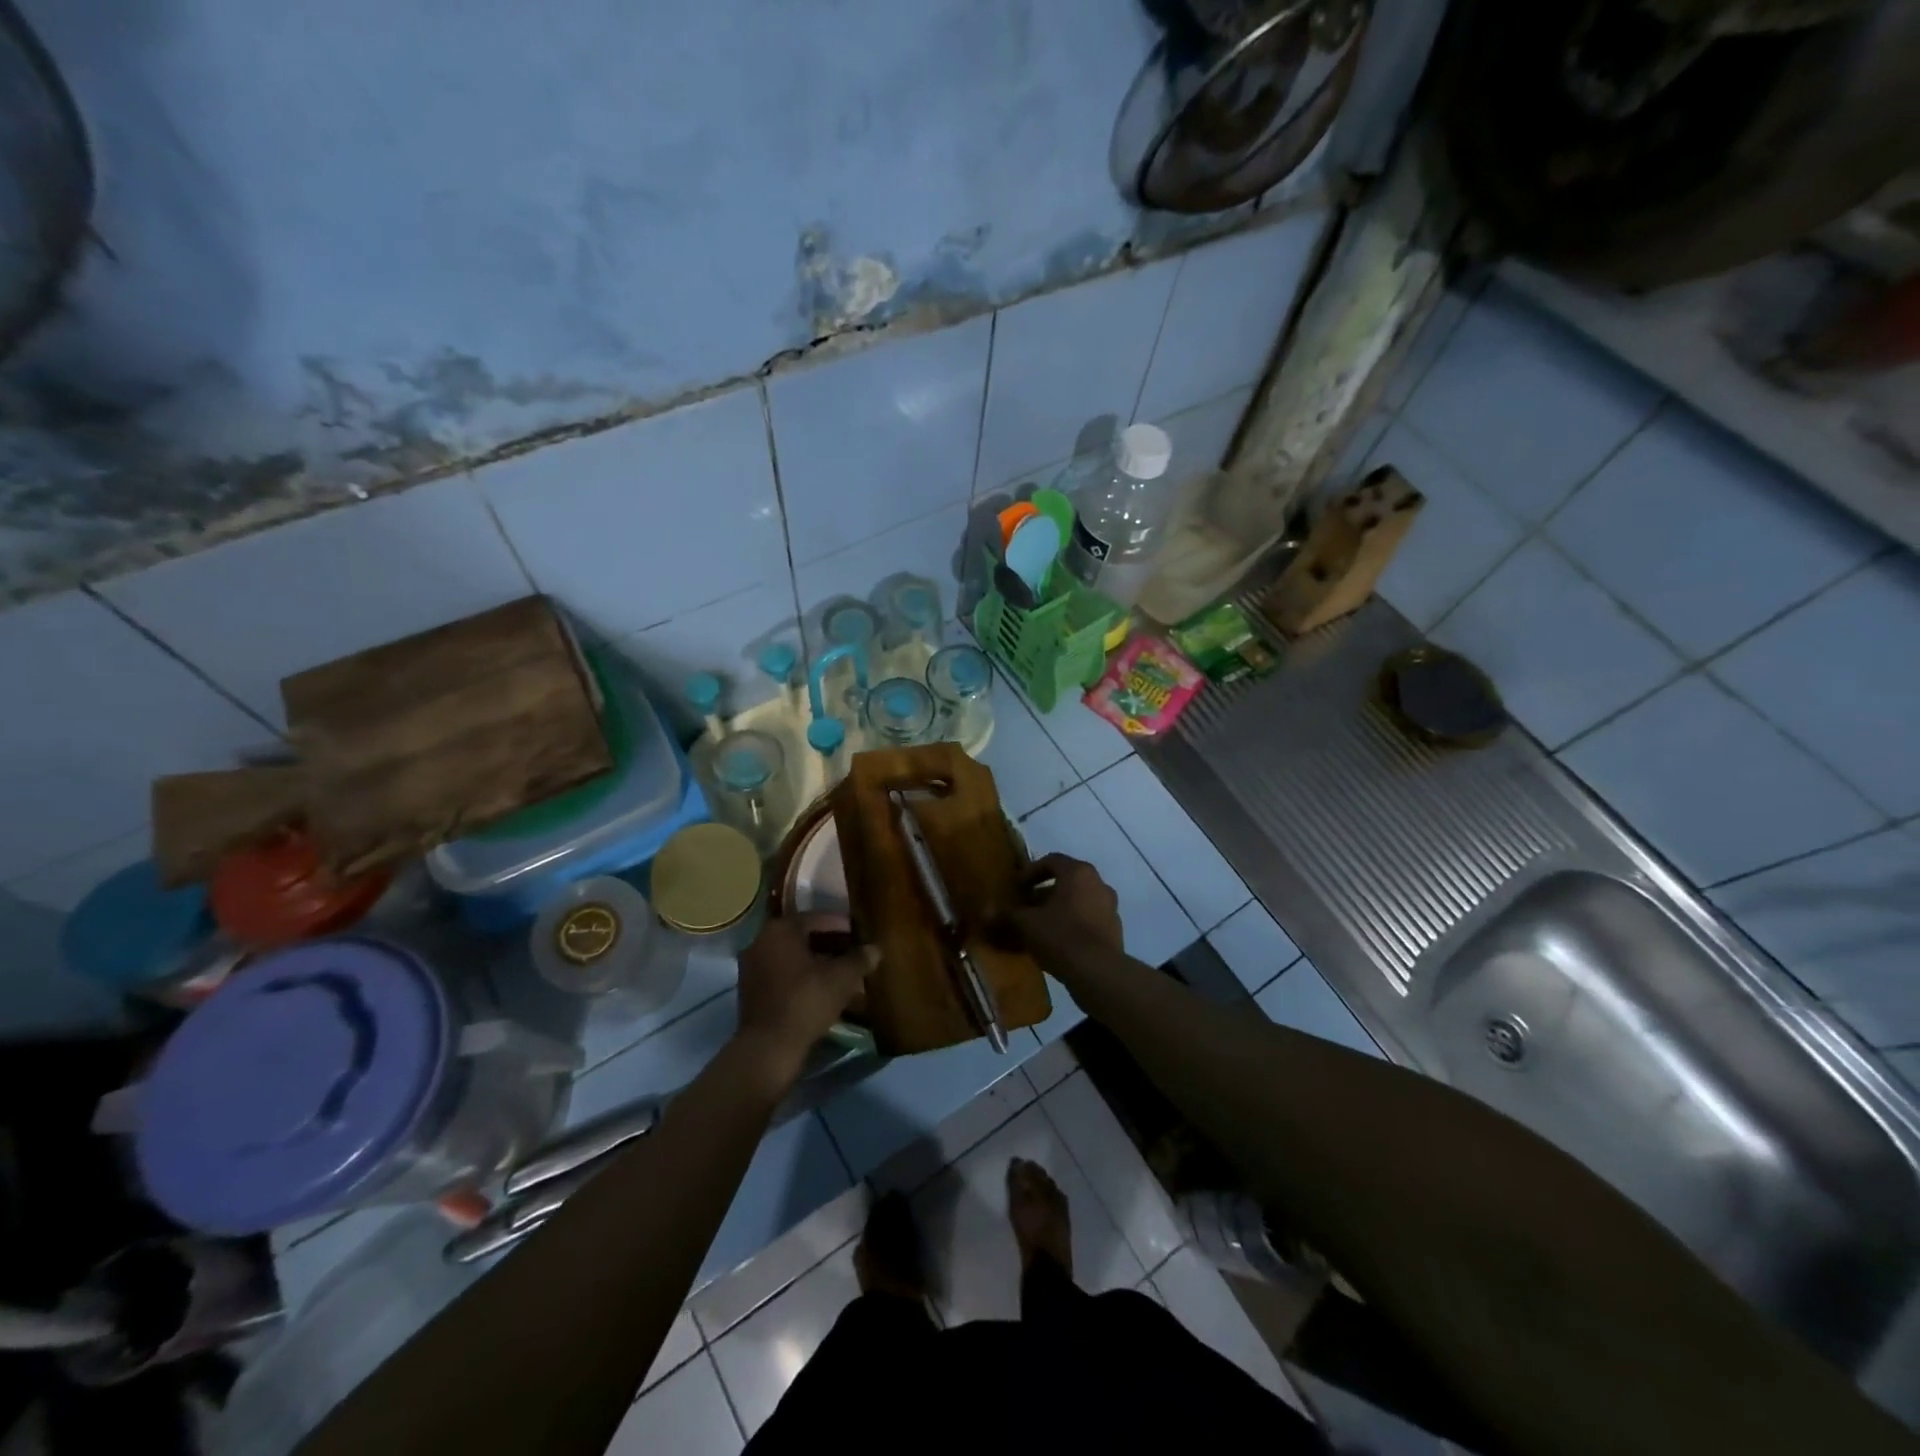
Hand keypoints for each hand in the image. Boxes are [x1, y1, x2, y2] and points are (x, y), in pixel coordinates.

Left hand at [733, 913, 876, 1087]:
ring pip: (792, 957)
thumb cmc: (806, 1002)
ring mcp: (752, 968)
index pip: (816, 918)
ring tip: (842, 973)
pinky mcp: (751, 992)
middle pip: (802, 937)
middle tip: (854, 953)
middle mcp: (761, 942)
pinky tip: (823, 991)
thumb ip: (859, 959)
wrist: (769, 1049)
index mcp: (780, 930)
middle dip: (830, 944)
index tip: (859, 934)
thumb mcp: (841, 979)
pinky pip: (782, 975)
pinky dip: (802, 978)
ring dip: (817, 962)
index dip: (841, 925)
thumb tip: (875, 949)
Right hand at [1009, 854, 1122, 975]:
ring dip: (1057, 910)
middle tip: (1024, 907)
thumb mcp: (1026, 924)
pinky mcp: (1114, 930)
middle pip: (1066, 881)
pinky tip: (1055, 943)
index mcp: (1078, 872)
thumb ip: (1007, 915)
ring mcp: (1110, 907)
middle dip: (1042, 893)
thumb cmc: (1060, 936)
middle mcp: (1098, 883)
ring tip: (1037, 927)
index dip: (1030, 872)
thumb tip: (986, 912)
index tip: (1016, 888)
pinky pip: (1087, 919)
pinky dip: (1071, 924)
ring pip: (1077, 901)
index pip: (1051, 861)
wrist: (1098, 972)